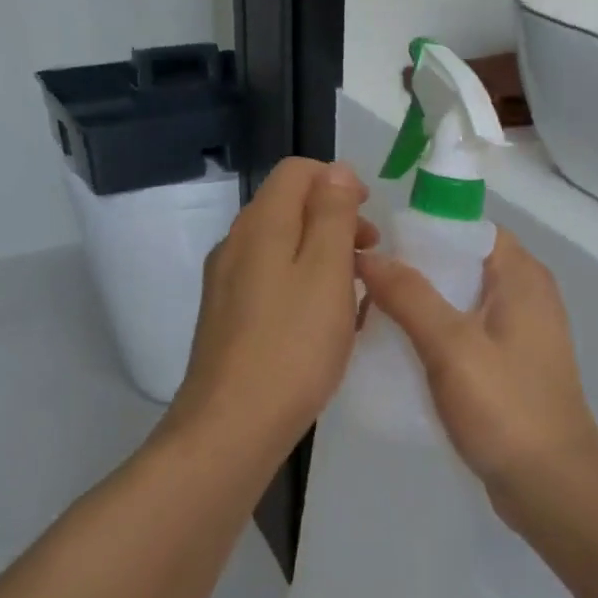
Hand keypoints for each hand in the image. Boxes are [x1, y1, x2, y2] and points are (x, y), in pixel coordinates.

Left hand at [173, 159, 376, 449]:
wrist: (232, 427)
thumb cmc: (293, 344)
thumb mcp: (328, 270)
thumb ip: (333, 214)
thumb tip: (336, 170)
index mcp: (261, 225)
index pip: (296, 171)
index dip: (338, 181)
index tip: (369, 217)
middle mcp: (235, 244)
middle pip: (288, 206)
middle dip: (335, 218)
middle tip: (371, 254)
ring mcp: (226, 283)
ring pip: (282, 245)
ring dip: (322, 253)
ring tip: (355, 289)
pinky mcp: (227, 317)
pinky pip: (271, 280)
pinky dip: (303, 282)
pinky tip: (324, 320)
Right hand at [355, 229, 597, 515]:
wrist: (552, 486)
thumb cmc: (505, 407)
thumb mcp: (451, 345)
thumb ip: (409, 295)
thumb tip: (369, 254)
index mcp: (522, 276)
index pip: (470, 228)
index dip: (426, 229)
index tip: (380, 243)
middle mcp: (526, 294)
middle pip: (463, 264)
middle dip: (416, 271)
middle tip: (365, 284)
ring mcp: (521, 333)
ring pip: (462, 301)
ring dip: (422, 306)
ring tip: (373, 317)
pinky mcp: (512, 366)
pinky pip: (468, 334)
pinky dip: (437, 336)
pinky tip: (401, 353)